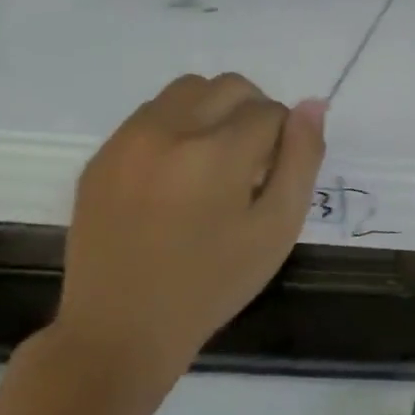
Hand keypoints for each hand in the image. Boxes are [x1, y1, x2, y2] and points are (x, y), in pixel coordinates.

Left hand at [53, 74, 325, 381]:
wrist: (122, 328)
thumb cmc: (215, 281)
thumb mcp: (278, 226)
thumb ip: (302, 159)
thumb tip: (313, 104)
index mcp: (216, 152)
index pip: (271, 110)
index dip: (285, 140)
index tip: (274, 178)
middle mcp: (168, 131)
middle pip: (229, 87)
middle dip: (254, 113)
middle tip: (253, 165)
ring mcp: (127, 141)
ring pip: (188, 90)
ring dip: (215, 112)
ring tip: (215, 165)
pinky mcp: (101, 156)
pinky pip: (152, 114)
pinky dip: (178, 127)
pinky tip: (178, 176)